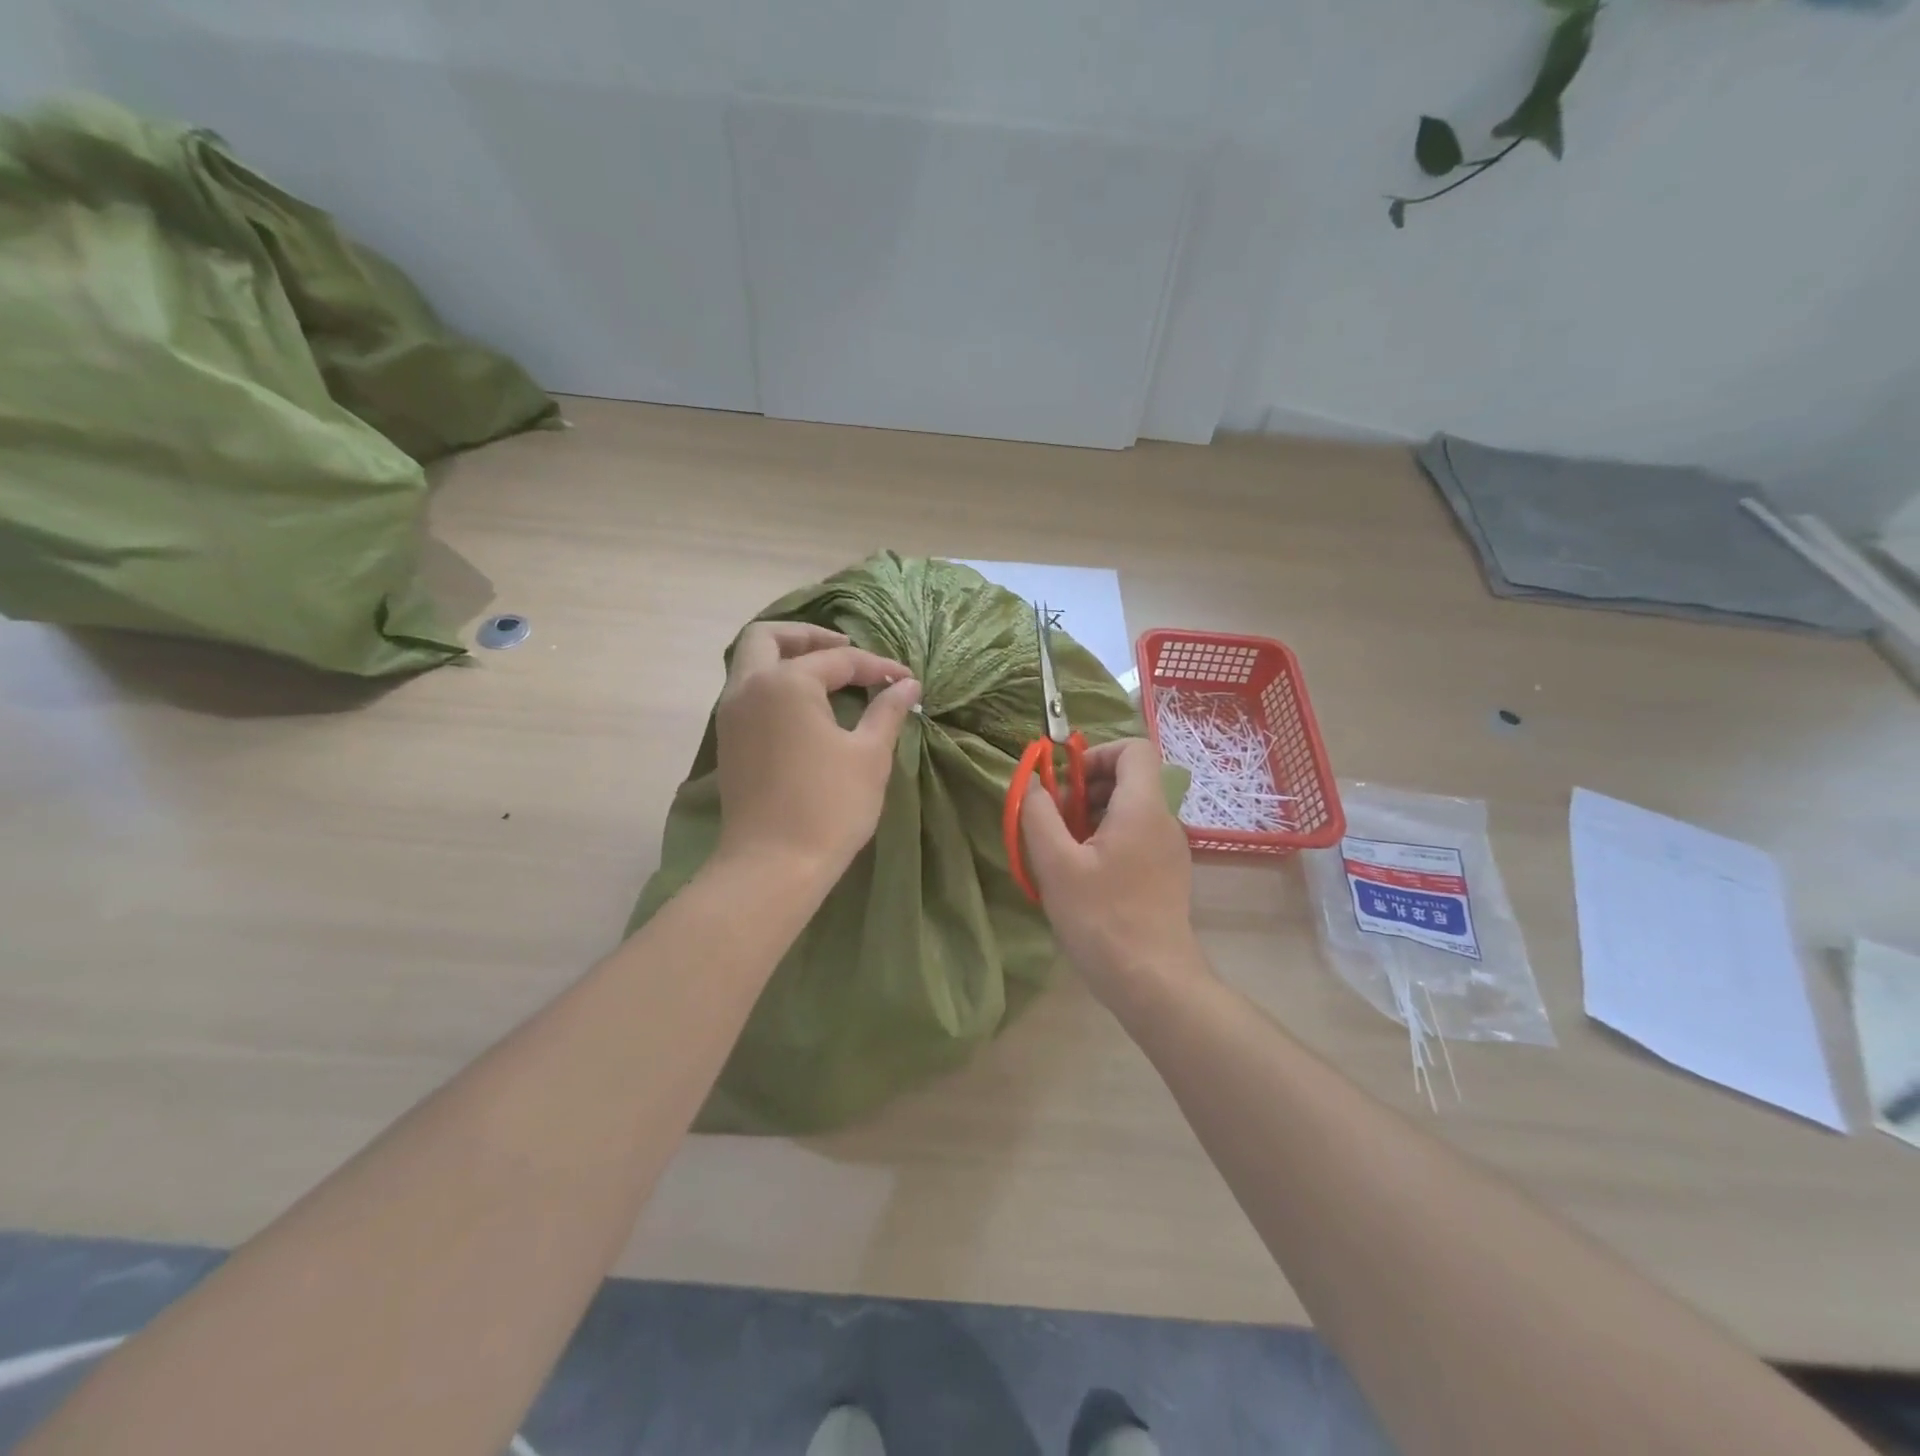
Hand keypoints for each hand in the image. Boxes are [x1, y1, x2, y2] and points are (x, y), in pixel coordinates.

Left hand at [713, 623, 920, 883]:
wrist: (773, 865)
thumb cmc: (828, 806)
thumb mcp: (869, 755)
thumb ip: (887, 711)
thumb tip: (907, 685)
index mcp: (786, 683)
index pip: (837, 659)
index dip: (876, 667)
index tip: (905, 680)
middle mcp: (749, 688)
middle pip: (767, 637)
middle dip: (807, 635)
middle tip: (845, 647)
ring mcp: (731, 715)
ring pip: (750, 664)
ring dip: (786, 658)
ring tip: (828, 675)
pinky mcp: (729, 741)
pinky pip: (748, 692)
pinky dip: (774, 684)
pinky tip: (806, 707)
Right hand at [1020, 738, 1201, 1008]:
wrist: (1153, 982)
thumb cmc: (1101, 919)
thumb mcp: (1056, 864)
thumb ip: (1039, 815)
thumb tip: (1034, 785)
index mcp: (1142, 808)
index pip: (1134, 748)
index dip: (1096, 754)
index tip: (1066, 783)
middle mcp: (1164, 822)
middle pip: (1128, 780)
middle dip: (1086, 789)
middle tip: (1055, 822)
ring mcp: (1170, 851)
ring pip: (1130, 811)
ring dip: (1092, 818)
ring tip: (1063, 852)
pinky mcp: (1167, 875)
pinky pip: (1136, 838)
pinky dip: (1107, 841)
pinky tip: (1083, 877)